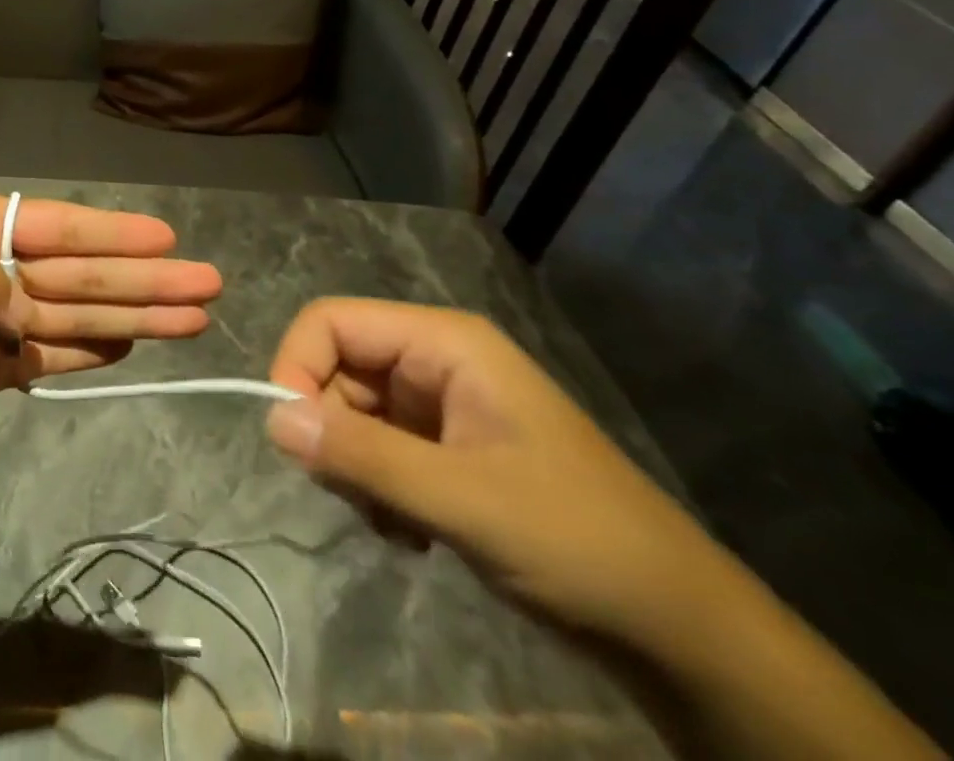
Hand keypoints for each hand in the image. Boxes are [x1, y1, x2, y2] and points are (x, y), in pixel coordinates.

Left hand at [0, 194, 221, 432]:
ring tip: (189, 320)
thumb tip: (31, 311)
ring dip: (132, 317)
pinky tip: (131, 347)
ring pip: (75, 316)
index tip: (167, 240)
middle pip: (79, 273)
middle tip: (206, 285)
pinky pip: (49, 358)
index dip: (113, 234)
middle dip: (142, 279)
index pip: (58, 227)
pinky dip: (89, 354)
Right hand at [263, 298, 725, 647]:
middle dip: (331, 431)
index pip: (331, 321)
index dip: (297, 366)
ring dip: (354, 468)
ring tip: (396, 524)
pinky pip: (377, 448)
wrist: (681, 632)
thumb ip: (362, 454)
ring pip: (351, 412)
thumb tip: (271, 418)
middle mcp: (436, 360)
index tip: (290, 437)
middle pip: (337, 368)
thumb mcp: (463, 499)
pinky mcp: (446, 448)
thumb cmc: (576, 541)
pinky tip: (411, 533)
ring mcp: (441, 405)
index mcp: (443, 342)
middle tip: (355, 497)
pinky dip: (376, 489)